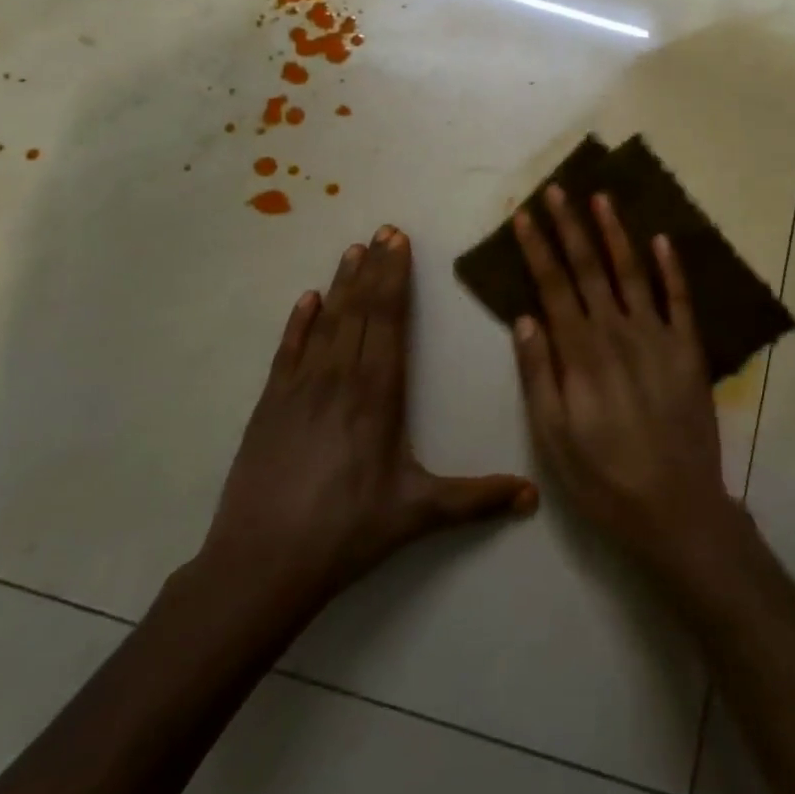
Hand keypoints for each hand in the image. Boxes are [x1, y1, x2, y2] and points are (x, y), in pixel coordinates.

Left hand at [196, 225, 536, 612]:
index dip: (395, 279)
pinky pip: (288, 351)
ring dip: (342, 284)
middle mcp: (340, 378)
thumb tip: (533, 498)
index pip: (390, 321)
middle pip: (361, 310)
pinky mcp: (270, 405)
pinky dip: (299, 322)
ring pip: (327, 322)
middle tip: (384, 230)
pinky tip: (307, 299)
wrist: (261, 564)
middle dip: (375, 268)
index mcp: (378, 395)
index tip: (399, 244)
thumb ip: (476, 499)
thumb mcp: (418, 514)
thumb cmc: (347, 533)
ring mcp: (300, 388)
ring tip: (353, 249)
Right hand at [510, 188, 739, 577]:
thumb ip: (538, 373)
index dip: (537, 248)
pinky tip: (661, 238)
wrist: (676, 509)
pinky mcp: (689, 350)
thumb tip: (525, 318)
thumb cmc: (604, 478)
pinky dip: (671, 266)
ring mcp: (658, 337)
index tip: (524, 216)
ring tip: (601, 198)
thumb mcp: (553, 437)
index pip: (553, 286)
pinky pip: (680, 299)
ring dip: (615, 233)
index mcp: (581, 353)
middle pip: (589, 268)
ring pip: (632, 272)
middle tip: (557, 189)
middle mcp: (618, 333)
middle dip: (570, 226)